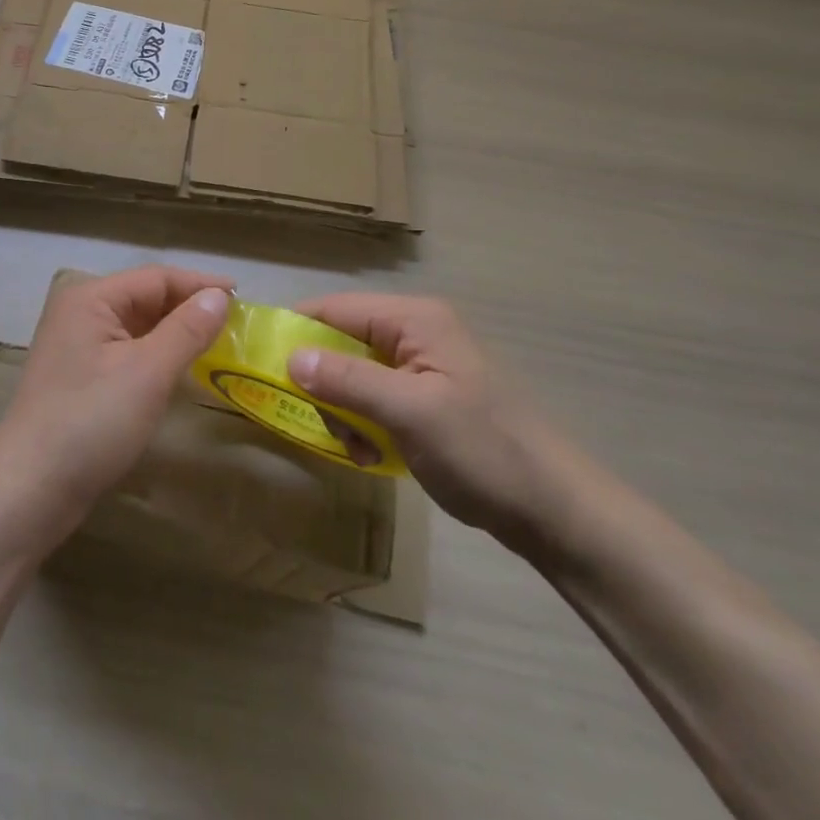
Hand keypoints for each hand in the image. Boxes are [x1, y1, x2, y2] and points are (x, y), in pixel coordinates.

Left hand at [0, 266, 232, 536]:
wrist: (30, 491)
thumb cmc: (91, 422)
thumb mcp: (147, 372)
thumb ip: (186, 329)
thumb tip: (219, 295)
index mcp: (91, 298)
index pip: (156, 278)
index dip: (200, 284)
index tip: (244, 298)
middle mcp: (80, 312)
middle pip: (145, 298)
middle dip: (189, 308)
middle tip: (236, 324)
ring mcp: (77, 346)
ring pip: (137, 327)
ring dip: (174, 332)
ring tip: (217, 343)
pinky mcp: (80, 377)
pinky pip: (127, 352)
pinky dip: (156, 356)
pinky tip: (180, 369)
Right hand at [289, 293, 574, 549]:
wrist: (556, 511)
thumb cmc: (484, 451)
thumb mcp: (411, 412)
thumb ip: (348, 380)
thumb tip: (291, 357)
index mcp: (414, 319)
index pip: (335, 308)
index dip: (296, 331)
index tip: (263, 365)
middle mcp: (415, 332)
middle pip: (341, 341)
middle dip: (324, 384)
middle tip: (324, 424)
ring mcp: (422, 366)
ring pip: (353, 374)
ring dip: (344, 411)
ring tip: (357, 448)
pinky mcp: (426, 397)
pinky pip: (374, 398)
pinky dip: (364, 424)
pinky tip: (374, 455)